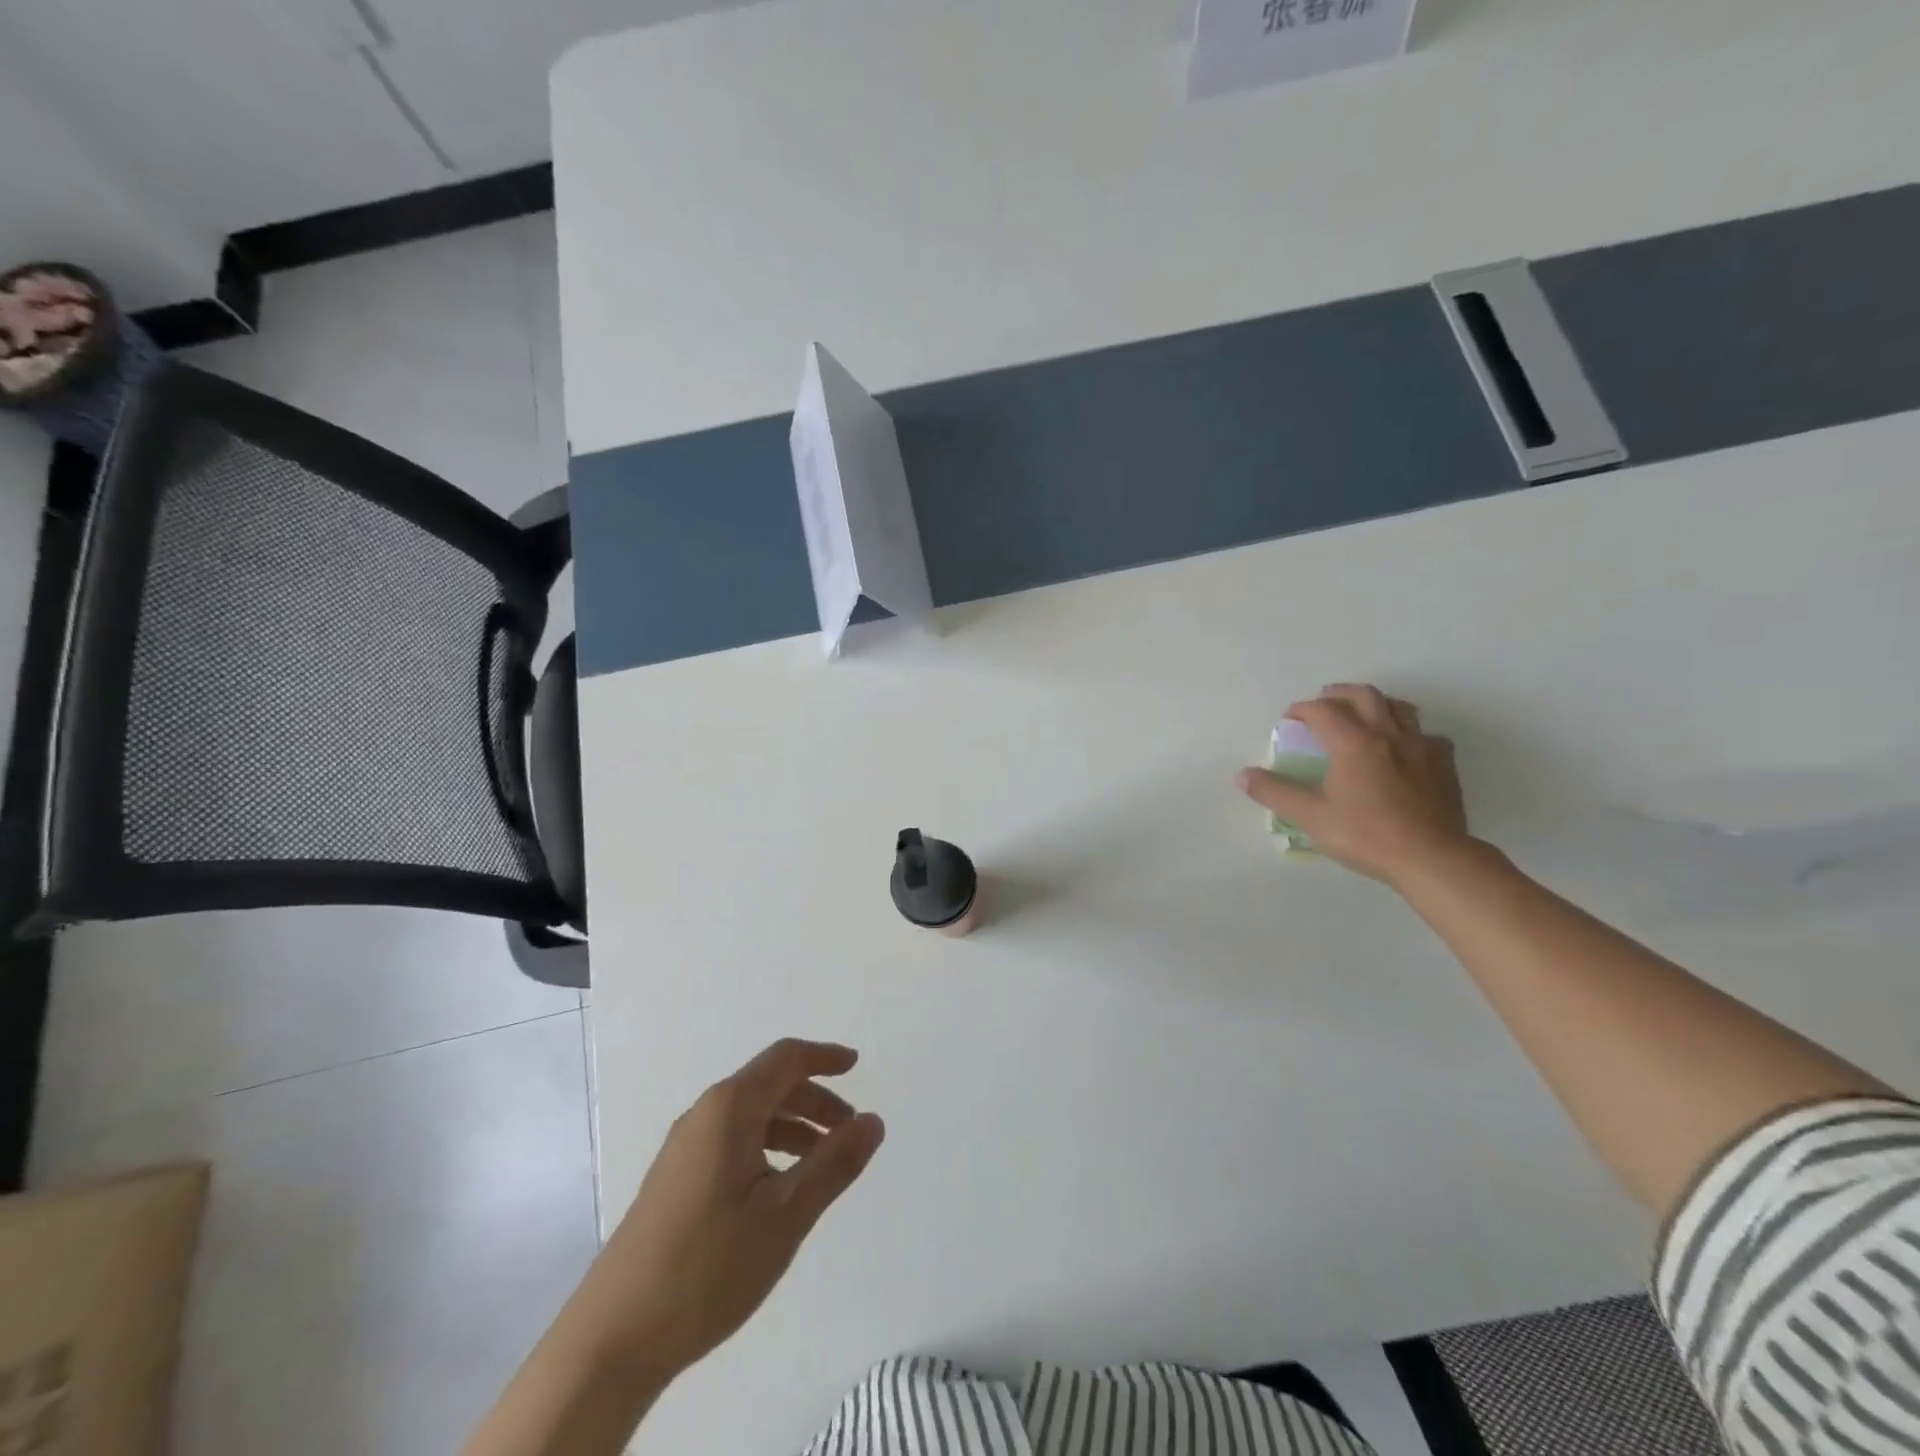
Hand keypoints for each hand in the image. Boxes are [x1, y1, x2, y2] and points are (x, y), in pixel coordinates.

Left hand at [596, 1039, 883, 1377]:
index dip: (824, 1057)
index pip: (784, 1059)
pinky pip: (732, 1143)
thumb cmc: (708, 1266)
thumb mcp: (786, 1215)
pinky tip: (778, 1190)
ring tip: (822, 1165)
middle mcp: (704, 1116)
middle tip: (849, 1131)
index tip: (855, 1065)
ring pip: (750, 1118)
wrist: (612, 1339)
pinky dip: (767, 1148)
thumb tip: (873, 1120)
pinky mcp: (673, 1182)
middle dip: (814, 1100)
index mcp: (729, 1109)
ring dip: (792, 1128)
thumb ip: (834, 1163)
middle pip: (769, 1086)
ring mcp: (683, 1150)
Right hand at [1237, 683, 1469, 884]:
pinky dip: (1410, 733)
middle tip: (1324, 703)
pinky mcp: (1445, 764)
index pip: (1322, 710)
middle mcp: (1387, 734)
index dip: (1301, 709)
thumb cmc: (1365, 835)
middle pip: (1363, 695)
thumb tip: (1242, 775)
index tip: (1289, 720)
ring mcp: (1421, 746)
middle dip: (1338, 694)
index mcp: (1353, 743)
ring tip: (1364, 715)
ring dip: (1376, 704)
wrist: (1431, 858)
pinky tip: (1405, 749)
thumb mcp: (1310, 816)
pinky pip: (1428, 735)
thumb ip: (1274, 792)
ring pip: (1400, 707)